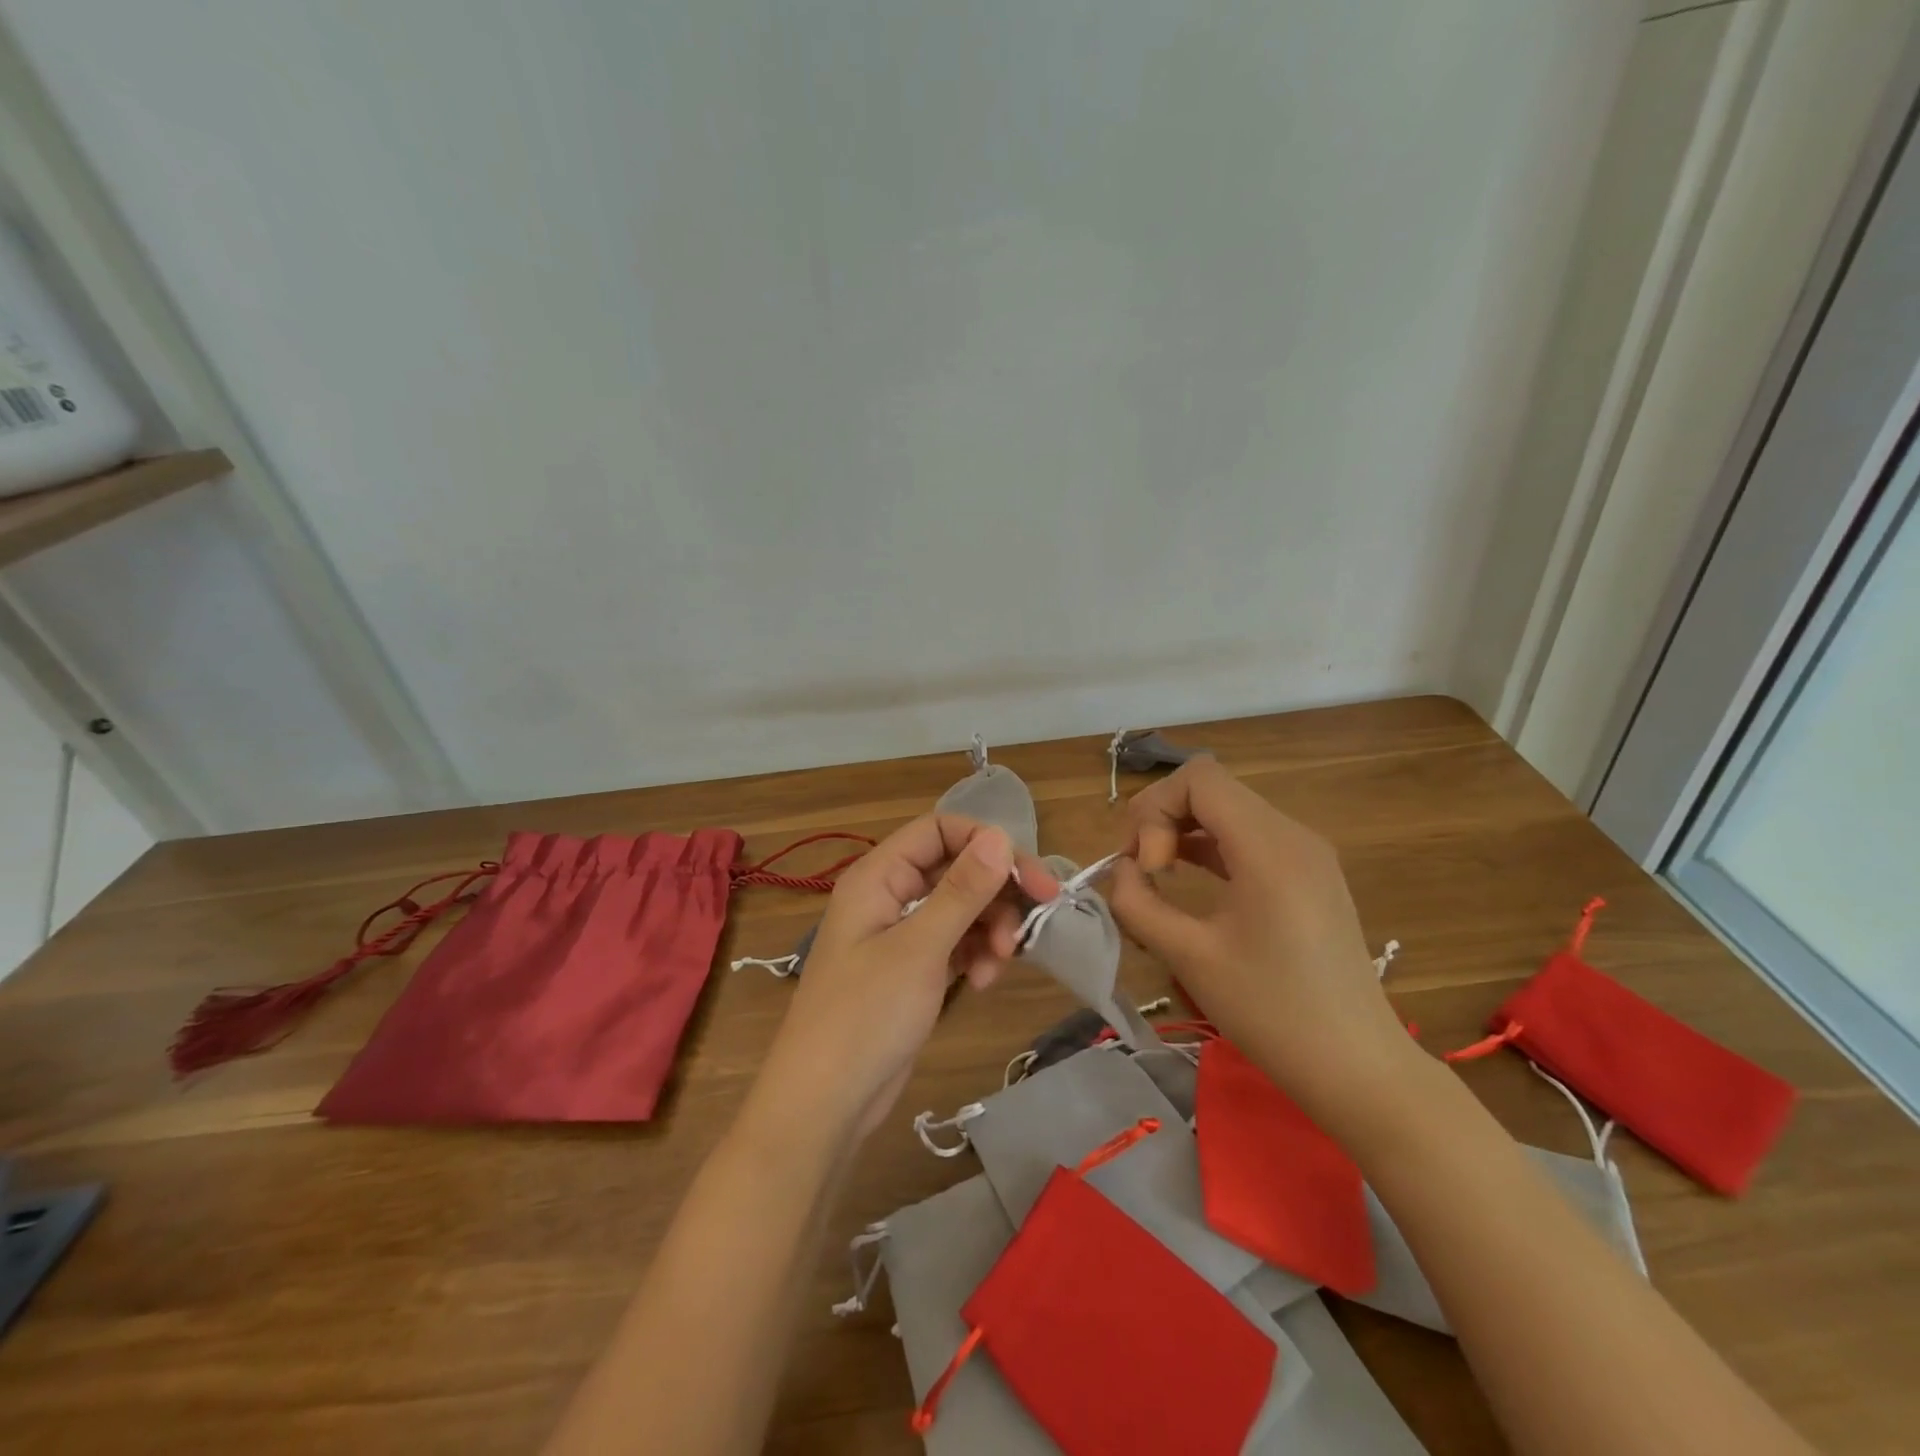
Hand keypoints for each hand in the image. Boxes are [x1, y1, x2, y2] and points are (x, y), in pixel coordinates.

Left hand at [753, 815, 1059, 1141]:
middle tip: (1033, 922)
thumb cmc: (866, 1015)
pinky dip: (975, 954)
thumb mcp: (920, 948)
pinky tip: (982, 981)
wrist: (825, 1102)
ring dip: (989, 929)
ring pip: (961, 908)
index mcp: (879, 876)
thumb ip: (962, 890)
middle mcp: (889, 895)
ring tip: (998, 964)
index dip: (987, 843)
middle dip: (995, 894)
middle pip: (956, 869)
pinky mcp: (913, 969)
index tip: (1030, 877)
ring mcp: (901, 934)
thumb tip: (1000, 836)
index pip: (939, 830)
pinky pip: (955, 942)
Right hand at [1107, 758, 1418, 1136]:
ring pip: (1227, 810)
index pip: (1199, 778)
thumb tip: (1121, 872)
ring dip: (1184, 832)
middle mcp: (1293, 835)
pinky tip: (1190, 882)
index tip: (1148, 868)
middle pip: (1211, 788)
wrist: (1358, 1068)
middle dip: (1163, 819)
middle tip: (1144, 874)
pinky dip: (1210, 847)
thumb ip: (1138, 904)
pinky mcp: (1309, 875)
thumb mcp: (1190, 957)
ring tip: (1159, 878)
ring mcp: (1307, 854)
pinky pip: (1248, 837)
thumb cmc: (1272, 1013)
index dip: (1155, 809)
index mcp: (1269, 846)